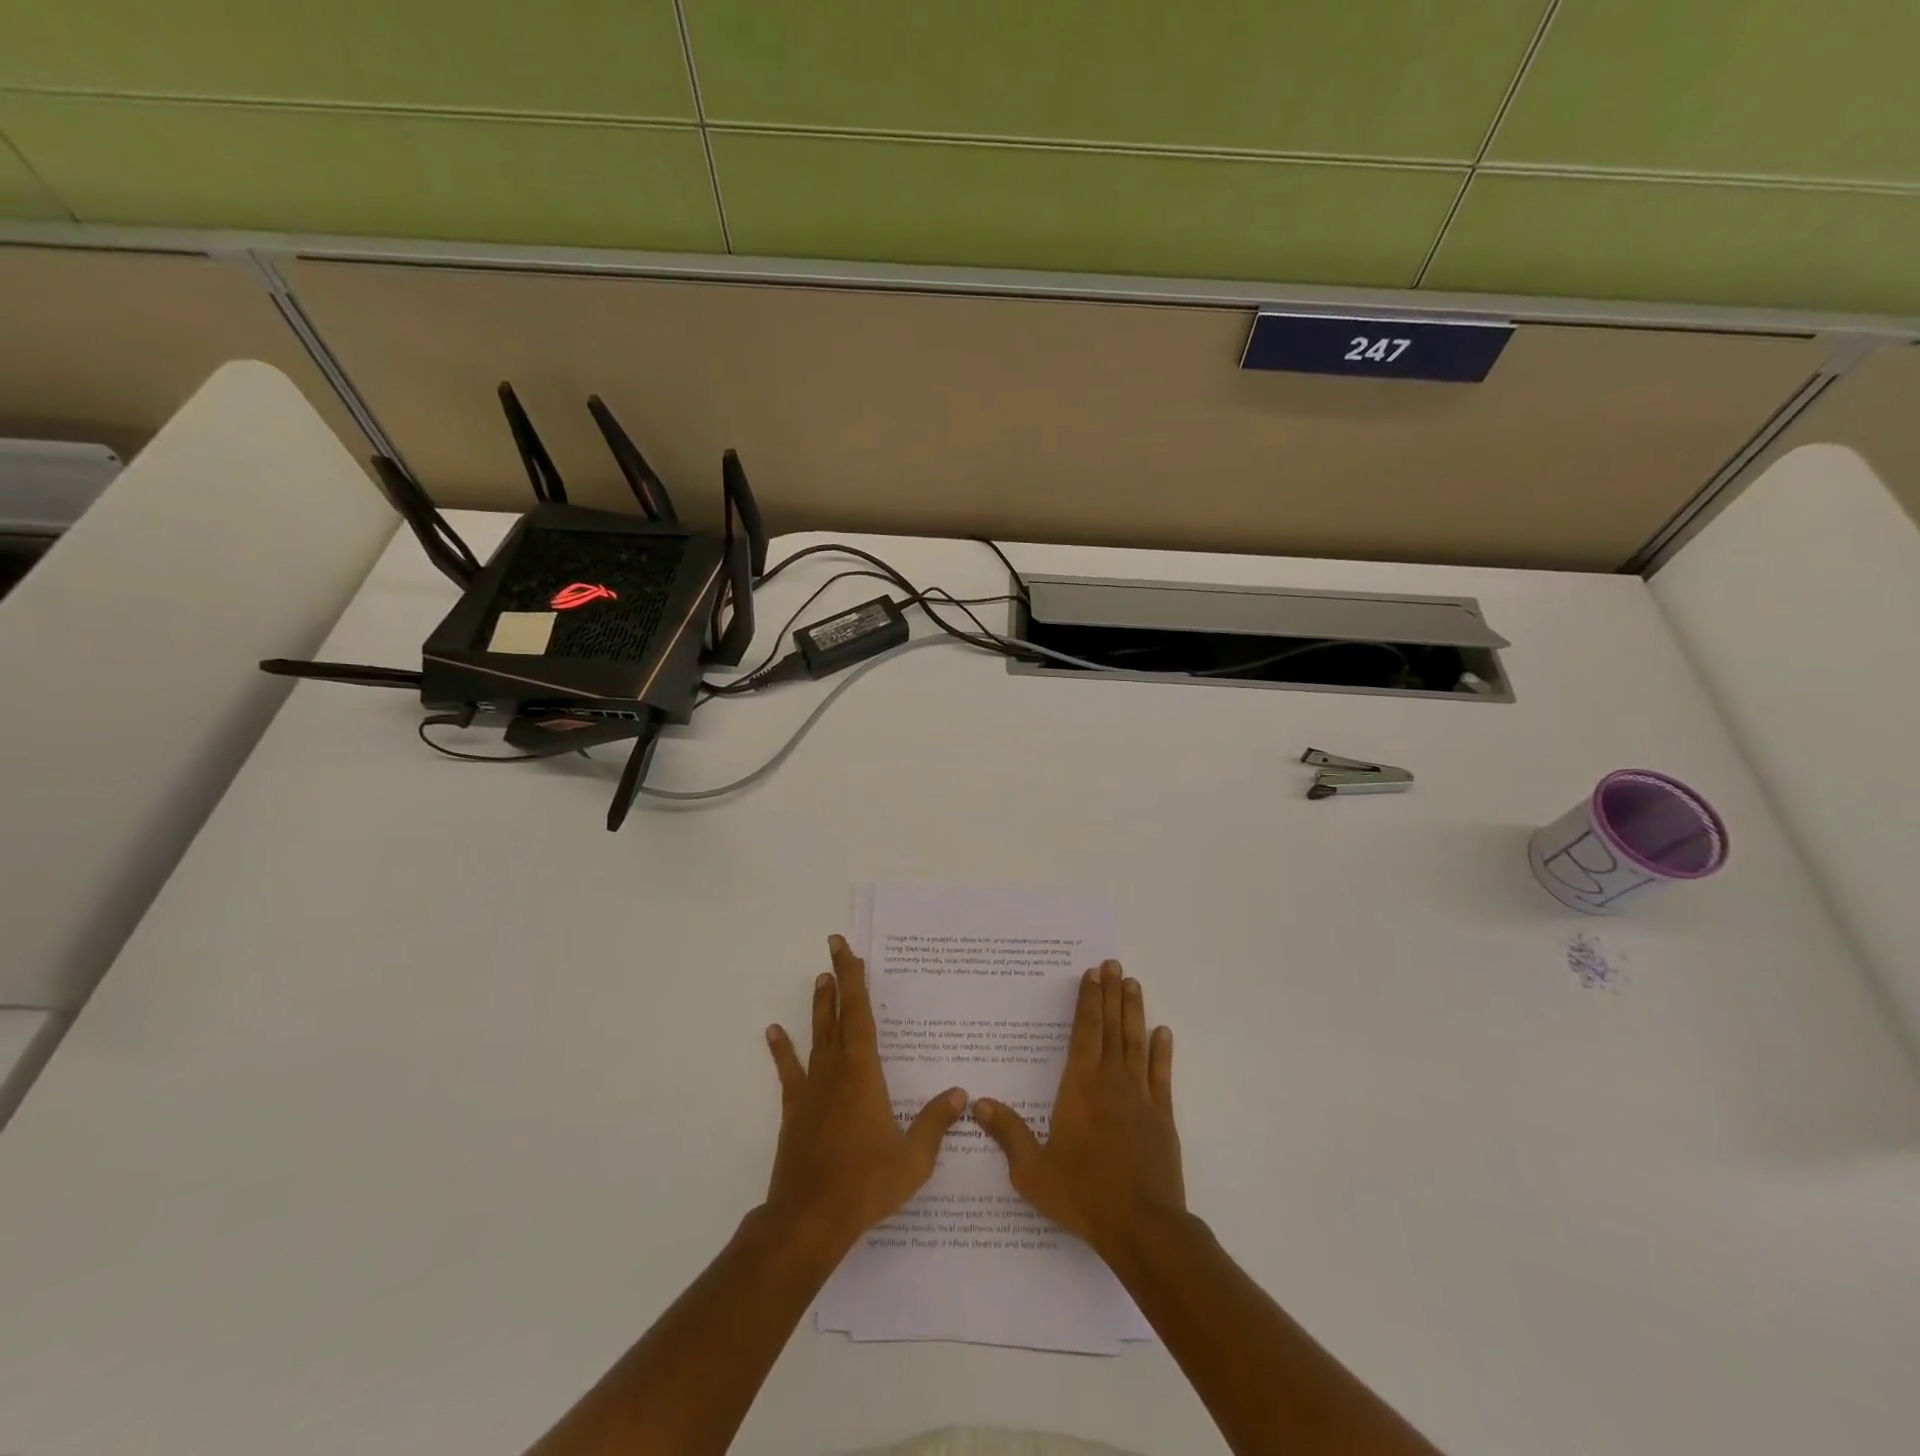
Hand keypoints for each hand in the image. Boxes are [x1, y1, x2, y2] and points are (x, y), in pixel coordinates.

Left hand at [763, 935, 967, 1258]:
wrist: (809, 1219)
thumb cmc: (866, 1184)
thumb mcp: (914, 1159)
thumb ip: (935, 1123)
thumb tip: (961, 1094)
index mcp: (864, 1072)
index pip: (859, 1013)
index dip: (853, 979)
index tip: (846, 949)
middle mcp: (835, 1070)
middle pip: (837, 1014)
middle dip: (838, 980)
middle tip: (835, 949)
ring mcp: (811, 1088)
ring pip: (816, 1036)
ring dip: (819, 1007)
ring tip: (819, 980)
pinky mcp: (795, 1109)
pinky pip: (789, 1070)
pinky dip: (782, 1050)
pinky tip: (773, 1032)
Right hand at [973, 961, 1182, 1259]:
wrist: (1142, 1228)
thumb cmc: (1083, 1195)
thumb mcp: (1033, 1171)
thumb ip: (1008, 1133)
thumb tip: (977, 1103)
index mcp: (1079, 1088)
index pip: (1084, 1033)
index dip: (1088, 1001)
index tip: (1092, 974)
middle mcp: (1111, 1082)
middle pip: (1111, 1028)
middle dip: (1111, 994)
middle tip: (1113, 964)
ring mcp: (1140, 1098)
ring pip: (1136, 1043)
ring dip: (1133, 1011)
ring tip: (1133, 983)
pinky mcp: (1162, 1117)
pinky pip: (1161, 1075)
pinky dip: (1162, 1052)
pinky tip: (1163, 1032)